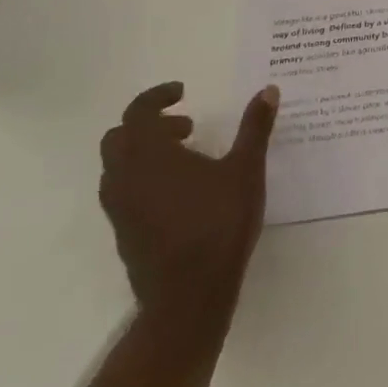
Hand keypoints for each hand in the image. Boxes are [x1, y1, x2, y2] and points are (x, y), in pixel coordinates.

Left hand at [98, 81, 279, 330]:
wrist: (188, 297)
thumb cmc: (218, 224)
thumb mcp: (246, 169)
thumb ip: (255, 127)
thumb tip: (268, 89)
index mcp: (148, 155)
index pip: (138, 111)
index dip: (158, 96)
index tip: (183, 92)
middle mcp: (125, 177)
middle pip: (120, 137)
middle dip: (150, 124)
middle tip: (186, 127)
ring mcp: (119, 209)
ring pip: (118, 167)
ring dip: (146, 152)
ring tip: (188, 157)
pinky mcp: (124, 233)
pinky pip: (124, 192)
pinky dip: (145, 178)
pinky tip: (181, 192)